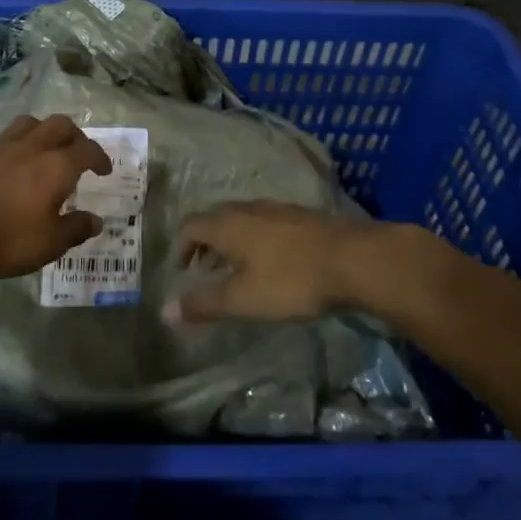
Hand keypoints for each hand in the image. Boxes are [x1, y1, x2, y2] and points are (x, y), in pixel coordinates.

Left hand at [0, 114, 112, 280]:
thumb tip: (96, 221)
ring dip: (40, 132)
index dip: (99, 157)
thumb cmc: (4, 238)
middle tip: (76, 151)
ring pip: (26, 124)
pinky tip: (0, 164)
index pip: (87, 150)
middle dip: (73, 135)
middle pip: (59, 125)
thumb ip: (74, 230)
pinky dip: (6, 148)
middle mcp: (30, 147)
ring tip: (40, 149)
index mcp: (56, 166)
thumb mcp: (48, 244)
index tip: (104, 169)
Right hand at [168, 201, 406, 323]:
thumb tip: (165, 310)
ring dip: (232, 240)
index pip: (190, 225)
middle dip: (205, 242)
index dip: (181, 246)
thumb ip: (204, 304)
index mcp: (228, 224)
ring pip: (243, 218)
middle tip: (206, 270)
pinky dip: (256, 238)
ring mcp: (278, 209)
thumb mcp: (243, 299)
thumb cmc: (291, 280)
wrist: (355, 259)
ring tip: (238, 268)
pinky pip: (267, 222)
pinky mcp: (303, 216)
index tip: (182, 270)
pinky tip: (273, 262)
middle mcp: (248, 208)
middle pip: (216, 218)